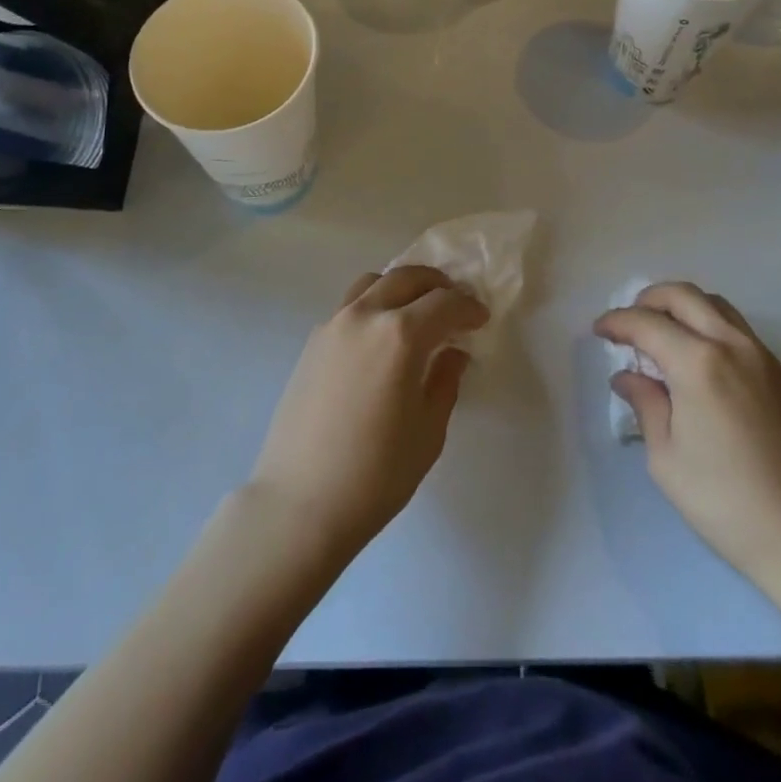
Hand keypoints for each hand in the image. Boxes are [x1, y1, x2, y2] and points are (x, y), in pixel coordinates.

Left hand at [249, 266, 487, 559]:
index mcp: (400, 335)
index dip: (468, 307)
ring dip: (402, 287)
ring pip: (373, 282)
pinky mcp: (312, 341)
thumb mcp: (428, 431)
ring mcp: (333, 324)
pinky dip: (374, 304)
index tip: (481, 318)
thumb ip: (445, 381)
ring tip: (416, 311)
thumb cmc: (376, 474)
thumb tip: (453, 353)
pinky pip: (350, 305)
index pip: (444, 303)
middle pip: (407, 278)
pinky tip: (381, 337)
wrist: (299, 503)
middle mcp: (365, 316)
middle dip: (437, 285)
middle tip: (454, 304)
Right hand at [595, 283, 780, 589]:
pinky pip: (734, 325)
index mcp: (697, 363)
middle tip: (627, 325)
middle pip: (682, 295)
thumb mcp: (666, 458)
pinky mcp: (777, 372)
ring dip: (680, 306)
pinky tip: (694, 354)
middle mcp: (730, 344)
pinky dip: (706, 322)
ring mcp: (760, 354)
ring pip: (713, 303)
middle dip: (647, 300)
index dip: (616, 322)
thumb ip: (646, 404)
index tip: (598, 331)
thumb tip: (627, 377)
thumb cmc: (726, 502)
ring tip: (660, 333)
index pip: (646, 323)